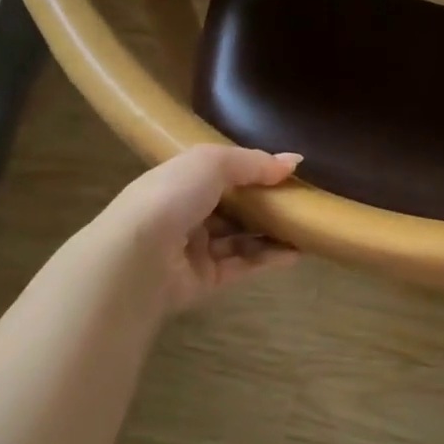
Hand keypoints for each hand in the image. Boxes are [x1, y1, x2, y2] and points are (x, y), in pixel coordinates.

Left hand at [93, 145, 302, 316]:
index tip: (288, 172)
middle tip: (303, 201)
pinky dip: (269, 259)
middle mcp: (186, 214)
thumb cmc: (171, 196)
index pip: (222, 173)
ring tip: (307, 227)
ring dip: (273, 232)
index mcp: (181, 180)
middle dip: (267, 204)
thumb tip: (294, 162)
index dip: (254, 171)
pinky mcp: (205, 282)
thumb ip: (254, 162)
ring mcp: (195, 250)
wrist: (136, 258)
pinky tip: (297, 252)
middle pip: (234, 208)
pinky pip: (243, 266)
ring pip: (241, 239)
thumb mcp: (213, 162)